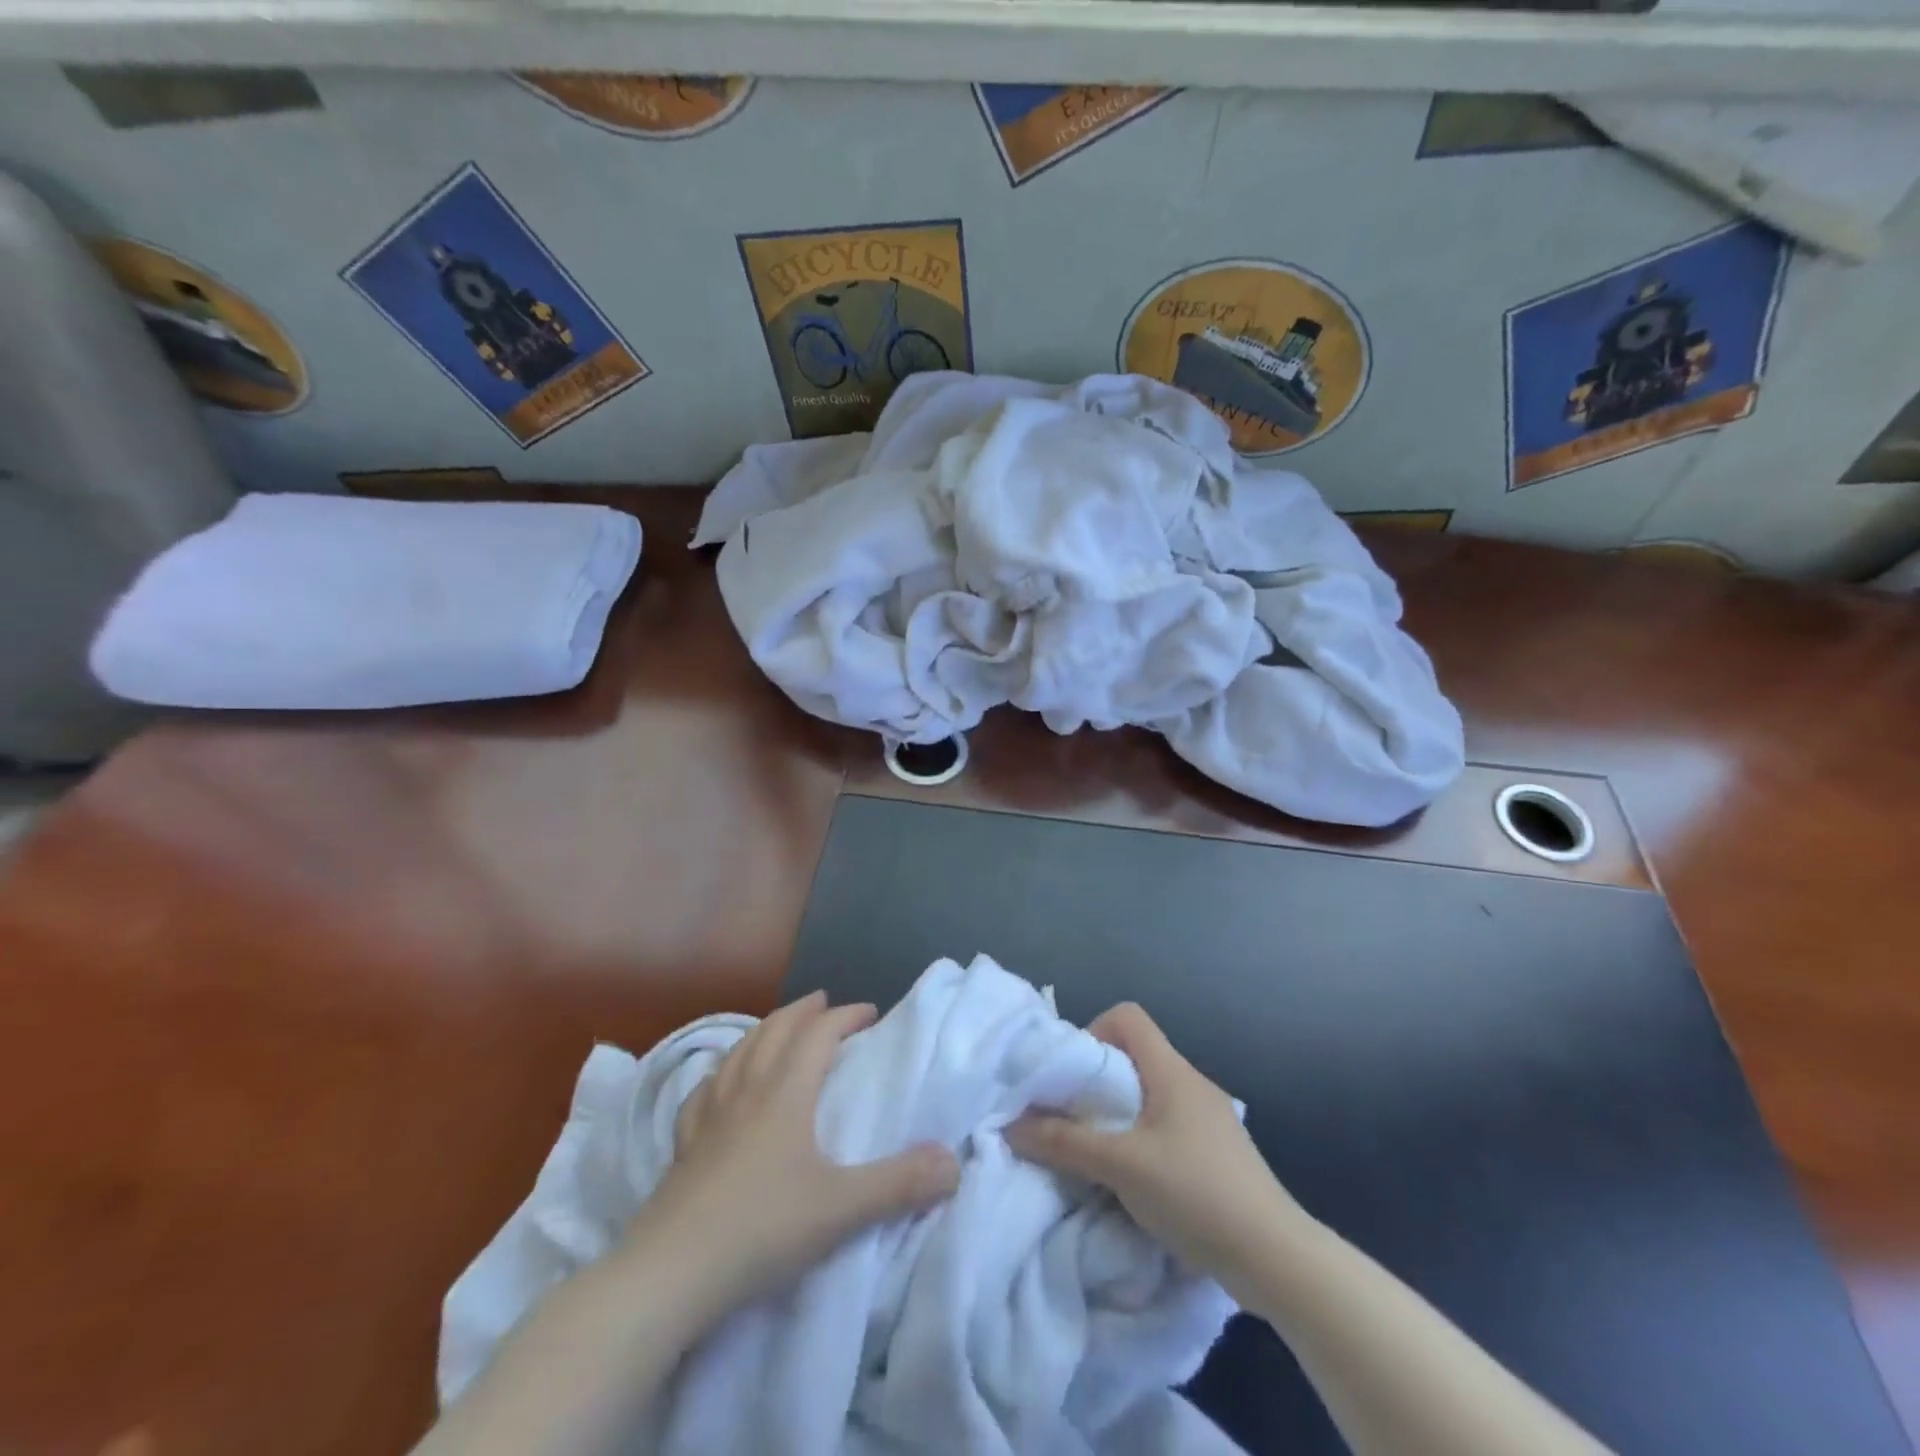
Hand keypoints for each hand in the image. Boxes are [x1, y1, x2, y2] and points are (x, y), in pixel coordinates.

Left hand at [629, 991, 960, 1322]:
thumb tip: (954, 1163)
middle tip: (823, 1002)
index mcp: (784, 1094)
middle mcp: (746, 1092)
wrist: (669, 1274)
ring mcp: (709, 1117)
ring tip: (777, 1028)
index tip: (870, 1013)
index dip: (845, 1017)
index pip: (818, 1035)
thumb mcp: (841, 1208)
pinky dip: (720, 1072)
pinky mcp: (683, 1146)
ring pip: (738, 1053)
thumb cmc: (761, 1229)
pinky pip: (704, 1090)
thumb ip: (901, 1184)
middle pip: (774, 1032)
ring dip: (763, 1031)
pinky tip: (718, 1082)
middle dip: (802, 1012)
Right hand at [1006, 1002, 1307, 1290]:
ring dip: (1118, 1116)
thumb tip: (1011, 1126)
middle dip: (1097, 1082)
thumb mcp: (1121, 1166)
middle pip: (1134, 1056)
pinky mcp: (1216, 1152)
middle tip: (1072, 1118)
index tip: (1074, 1077)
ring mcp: (1208, 1118)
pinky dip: (1141, 1140)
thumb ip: (1065, 1143)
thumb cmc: (1196, 1193)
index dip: (1094, 1032)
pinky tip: (1133, 1180)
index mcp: (1172, 1071)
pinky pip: (1167, 1126)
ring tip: (1097, 1153)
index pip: (1128, 1016)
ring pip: (1149, 1095)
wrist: (1277, 1257)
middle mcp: (1191, 1083)